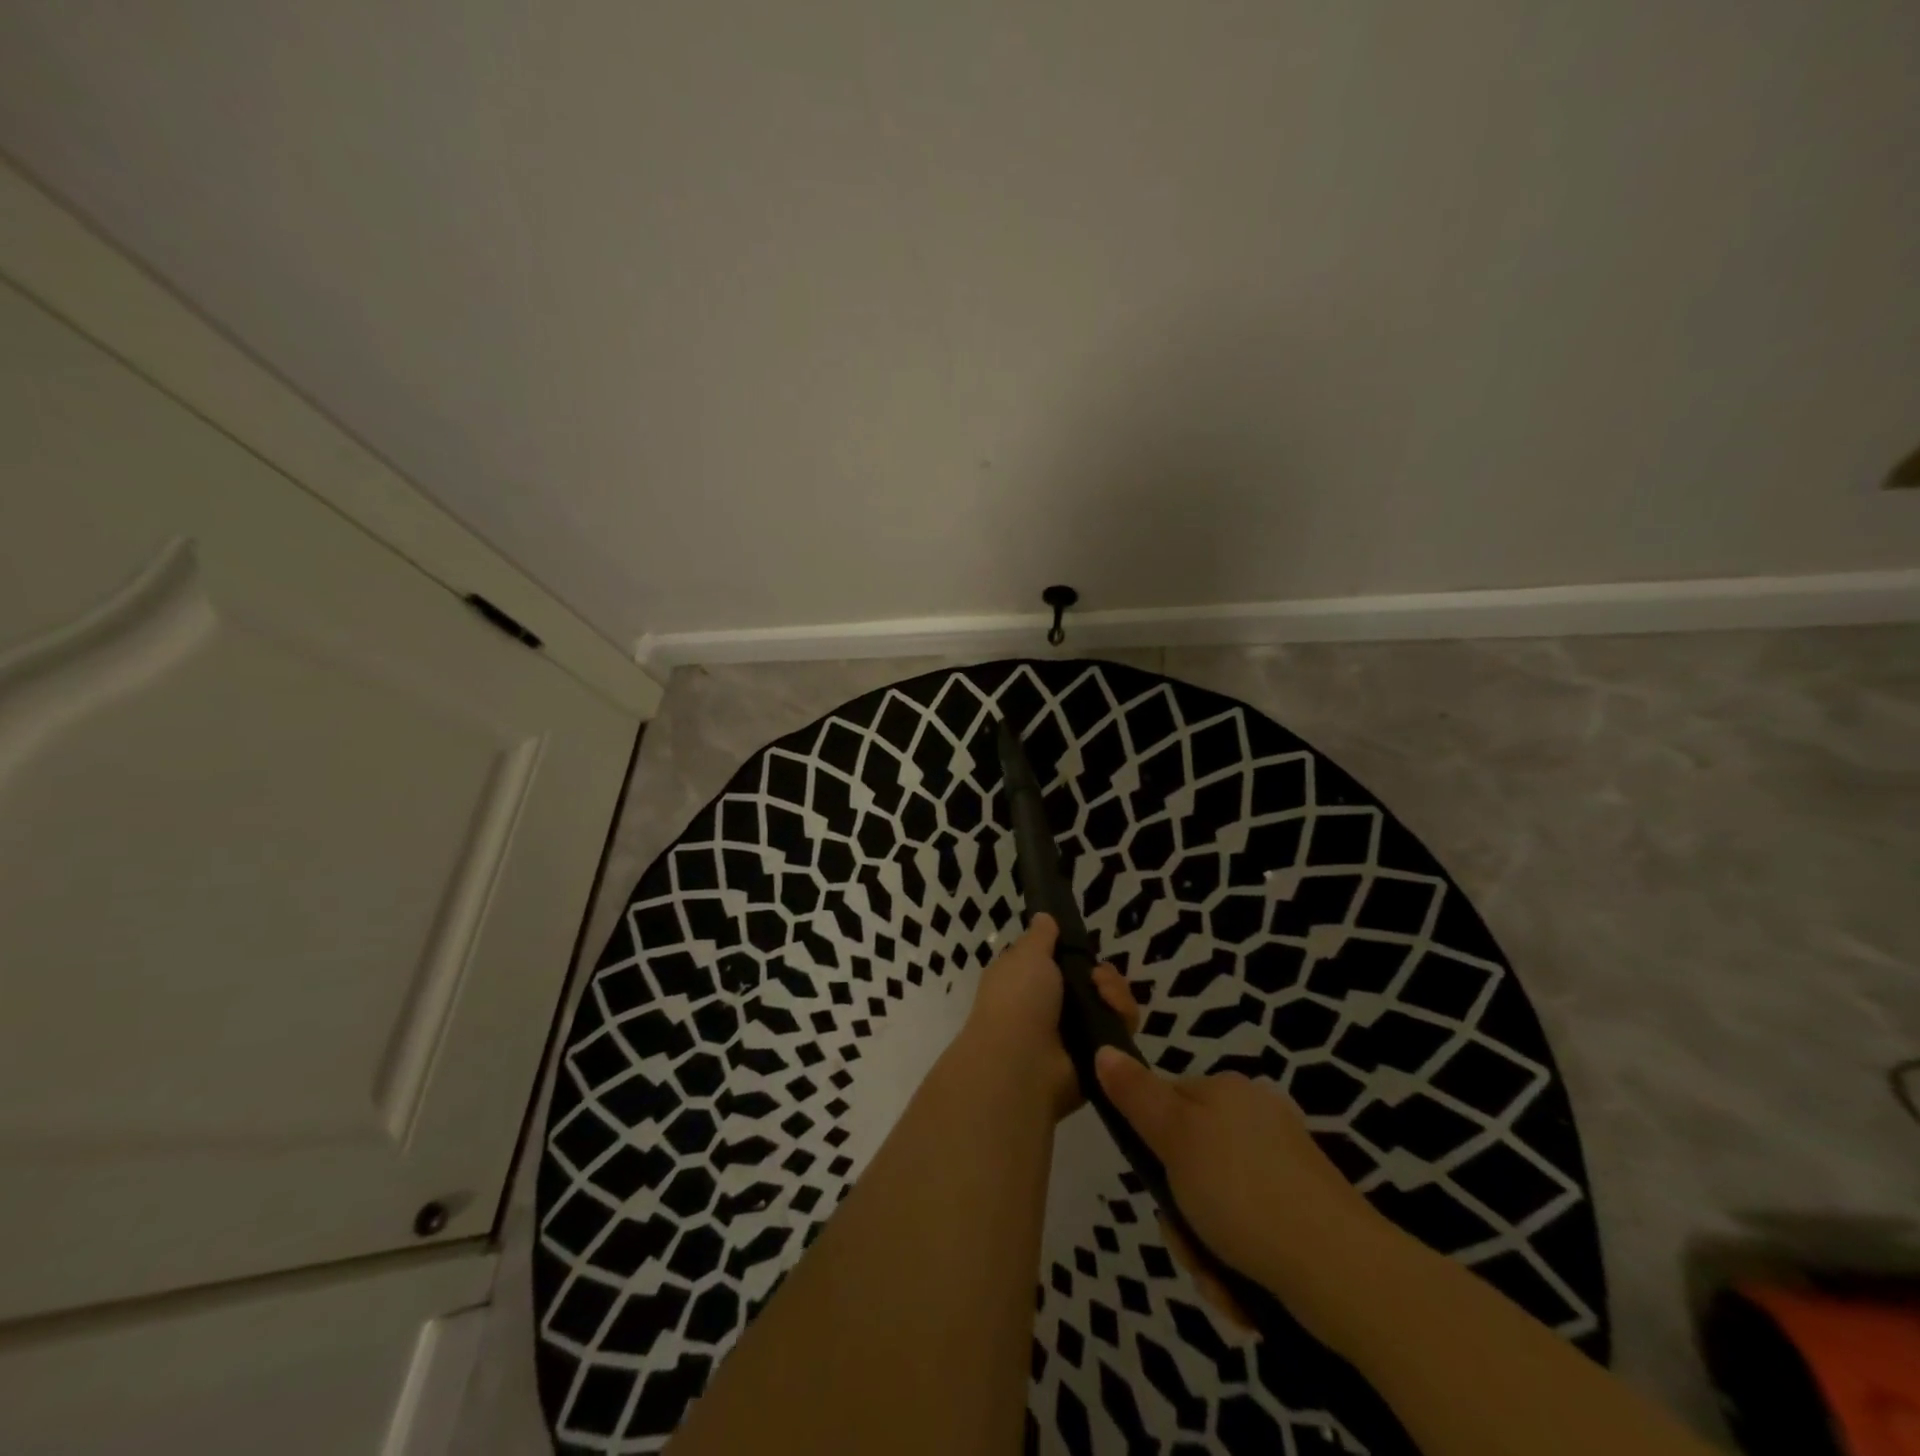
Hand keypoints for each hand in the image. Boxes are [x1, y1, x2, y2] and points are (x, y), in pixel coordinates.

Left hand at [957, 914, 1138, 1118]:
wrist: (1021, 1063)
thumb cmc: (1018, 999)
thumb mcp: (1027, 955)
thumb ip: (1041, 936)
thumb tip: (1044, 917)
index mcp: (1028, 982)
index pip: (1062, 964)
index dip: (1076, 954)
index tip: (1082, 948)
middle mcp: (1051, 1008)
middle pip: (1093, 984)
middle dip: (1104, 975)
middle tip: (1098, 977)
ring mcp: (1074, 1035)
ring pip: (1111, 1005)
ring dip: (1115, 994)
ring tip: (1105, 995)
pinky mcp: (1097, 1059)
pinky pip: (1121, 1032)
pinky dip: (1123, 1019)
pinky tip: (1116, 1015)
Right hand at [1093, 1048, 1396, 1333]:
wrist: (1341, 1270)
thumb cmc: (1243, 1192)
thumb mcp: (1175, 1138)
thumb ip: (1136, 1096)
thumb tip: (1104, 1049)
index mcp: (1226, 1092)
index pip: (1167, 1103)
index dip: (1152, 1146)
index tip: (1156, 1185)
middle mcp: (1256, 1120)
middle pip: (1190, 1162)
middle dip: (1181, 1212)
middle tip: (1190, 1243)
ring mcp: (1285, 1168)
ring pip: (1217, 1205)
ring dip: (1207, 1248)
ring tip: (1220, 1280)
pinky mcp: (1306, 1214)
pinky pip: (1252, 1233)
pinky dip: (1240, 1264)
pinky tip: (1245, 1293)